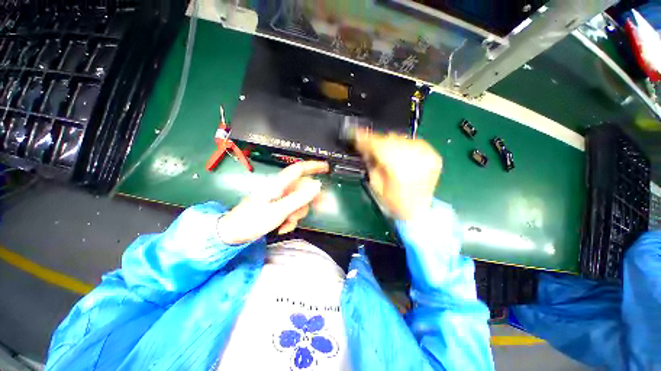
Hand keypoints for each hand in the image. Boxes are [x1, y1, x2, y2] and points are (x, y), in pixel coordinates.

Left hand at [216, 161, 329, 244]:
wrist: (232, 235)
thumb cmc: (252, 221)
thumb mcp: (279, 210)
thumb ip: (299, 198)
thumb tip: (317, 185)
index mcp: (279, 184)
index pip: (299, 169)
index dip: (313, 166)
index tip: (327, 167)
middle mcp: (280, 189)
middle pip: (302, 189)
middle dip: (308, 201)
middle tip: (320, 209)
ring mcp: (279, 199)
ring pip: (298, 202)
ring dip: (297, 214)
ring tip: (286, 223)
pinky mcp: (277, 207)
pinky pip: (291, 210)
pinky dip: (290, 220)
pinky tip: (283, 228)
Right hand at [356, 130, 441, 220]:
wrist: (419, 211)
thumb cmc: (395, 203)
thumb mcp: (377, 185)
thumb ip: (372, 164)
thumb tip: (366, 149)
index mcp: (400, 170)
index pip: (379, 146)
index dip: (366, 139)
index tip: (356, 134)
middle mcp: (416, 159)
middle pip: (391, 140)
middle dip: (376, 140)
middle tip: (366, 142)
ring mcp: (427, 156)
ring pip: (402, 139)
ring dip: (389, 142)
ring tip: (382, 148)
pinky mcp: (434, 155)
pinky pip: (413, 142)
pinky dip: (402, 144)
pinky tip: (397, 151)